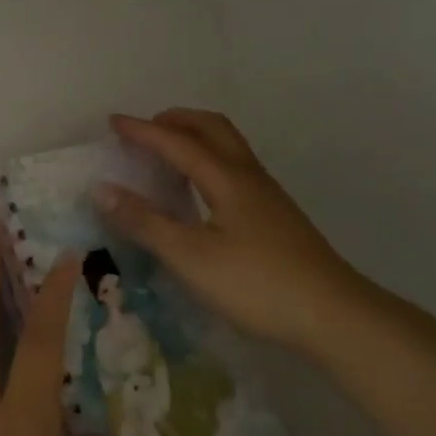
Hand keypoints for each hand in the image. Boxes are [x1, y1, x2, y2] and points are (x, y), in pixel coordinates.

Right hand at [96, 109, 374, 351]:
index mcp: (226, 178)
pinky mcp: (276, 215)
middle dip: (175, 121)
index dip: (143, 131)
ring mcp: (267, 194)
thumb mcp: (190, 257)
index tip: (113, 122)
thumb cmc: (256, 284)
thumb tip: (102, 188)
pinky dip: (209, 160)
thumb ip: (145, 222)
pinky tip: (201, 193)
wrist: (333, 315)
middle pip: (211, 127)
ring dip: (195, 137)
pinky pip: (235, 167)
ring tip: (168, 156)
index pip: (177, 142)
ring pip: (228, 146)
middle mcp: (248, 176)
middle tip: (145, 131)